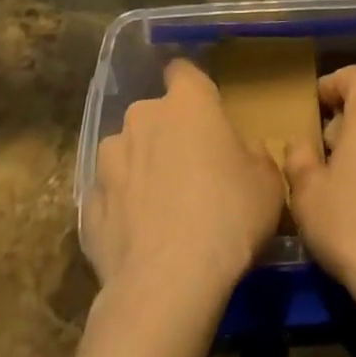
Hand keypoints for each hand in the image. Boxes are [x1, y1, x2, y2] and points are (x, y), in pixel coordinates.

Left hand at [86, 59, 283, 297]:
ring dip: (140, 169)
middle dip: (167, 134)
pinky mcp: (88, 205)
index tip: (204, 109)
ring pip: (127, 153)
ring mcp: (108, 161)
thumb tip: (240, 151)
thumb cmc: (228, 216)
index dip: (192, 86)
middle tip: (190, 170)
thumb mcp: (267, 182)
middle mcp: (142, 117)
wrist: (166, 286)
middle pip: (154, 115)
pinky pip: (110, 197)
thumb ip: (253, 154)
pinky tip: (138, 239)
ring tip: (159, 210)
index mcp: (187, 102)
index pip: (183, 70)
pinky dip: (122, 210)